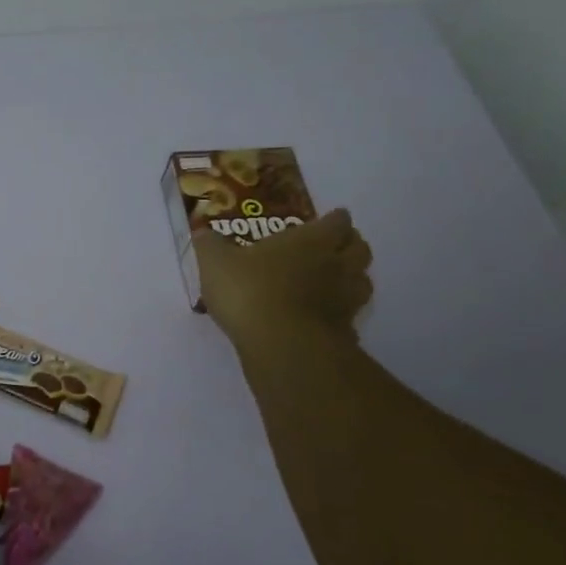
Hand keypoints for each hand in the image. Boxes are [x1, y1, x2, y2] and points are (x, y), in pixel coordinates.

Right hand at [193, 207, 373, 350]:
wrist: (281, 345)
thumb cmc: (250, 290)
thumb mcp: (216, 262)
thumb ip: (210, 245)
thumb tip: (202, 232)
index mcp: (311, 240)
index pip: (338, 221)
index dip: (335, 219)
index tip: (328, 219)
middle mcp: (337, 265)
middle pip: (361, 248)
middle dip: (350, 244)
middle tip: (332, 247)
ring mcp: (346, 300)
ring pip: (363, 282)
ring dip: (353, 278)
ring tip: (333, 281)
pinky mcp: (345, 332)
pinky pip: (351, 317)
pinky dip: (342, 315)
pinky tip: (325, 319)